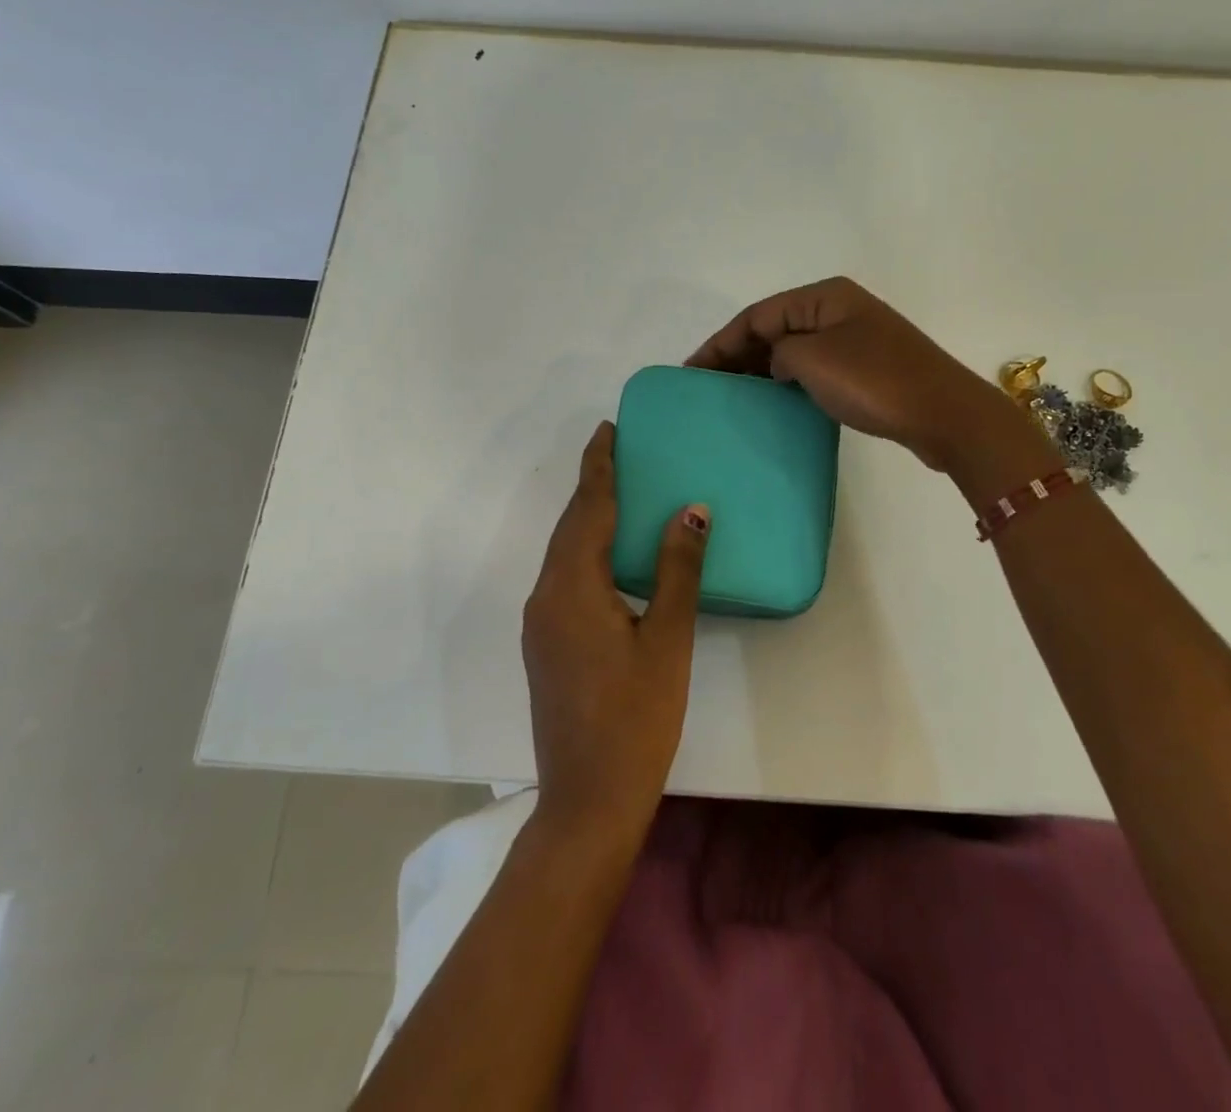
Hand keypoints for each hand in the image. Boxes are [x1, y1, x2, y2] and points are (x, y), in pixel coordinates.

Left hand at [522, 422, 710, 850]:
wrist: (587, 801)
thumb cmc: (636, 719)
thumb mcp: (667, 640)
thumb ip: (677, 570)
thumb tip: (690, 510)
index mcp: (572, 587)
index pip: (588, 509)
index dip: (599, 466)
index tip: (607, 429)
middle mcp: (545, 597)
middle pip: (570, 527)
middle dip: (592, 486)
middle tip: (619, 451)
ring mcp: (540, 624)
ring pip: (564, 553)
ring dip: (588, 519)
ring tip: (619, 494)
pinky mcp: (545, 645)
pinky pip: (564, 578)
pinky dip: (585, 551)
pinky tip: (610, 556)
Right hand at [687, 277, 1021, 471]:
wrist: (943, 414)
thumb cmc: (873, 380)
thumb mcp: (812, 359)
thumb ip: (778, 352)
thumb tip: (778, 363)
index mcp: (823, 296)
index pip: (757, 315)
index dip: (720, 342)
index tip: (692, 372)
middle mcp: (838, 310)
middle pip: (774, 328)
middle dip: (738, 355)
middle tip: (708, 387)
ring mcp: (855, 339)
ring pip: (794, 349)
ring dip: (762, 369)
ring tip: (732, 396)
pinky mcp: (867, 368)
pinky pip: (814, 368)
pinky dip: (789, 382)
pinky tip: (773, 402)